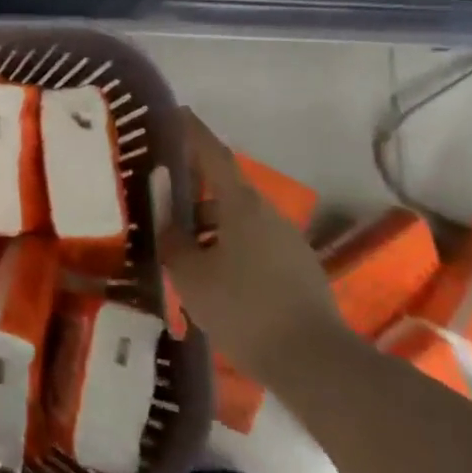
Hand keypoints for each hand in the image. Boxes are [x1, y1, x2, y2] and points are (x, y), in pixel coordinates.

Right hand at [157, 108, 351, 383]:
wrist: (312, 361)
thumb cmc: (242, 307)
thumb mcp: (190, 274)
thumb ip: (172, 239)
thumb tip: (165, 219)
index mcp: (242, 206)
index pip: (213, 156)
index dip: (193, 133)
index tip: (176, 112)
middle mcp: (268, 215)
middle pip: (224, 190)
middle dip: (192, 190)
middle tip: (159, 195)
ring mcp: (286, 242)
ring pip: (236, 220)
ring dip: (206, 225)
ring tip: (176, 246)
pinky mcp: (295, 268)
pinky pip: (250, 244)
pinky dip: (223, 246)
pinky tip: (206, 273)